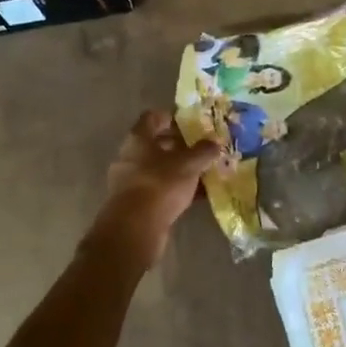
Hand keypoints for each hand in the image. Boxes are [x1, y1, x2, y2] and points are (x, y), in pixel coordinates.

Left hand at [91, 110, 221, 263]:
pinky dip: (176, 190)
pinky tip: (196, 195)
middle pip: (156, 144)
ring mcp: (130, 181)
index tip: (191, 123)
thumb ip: (203, 151)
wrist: (135, 228)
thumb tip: (215, 142)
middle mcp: (130, 157)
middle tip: (202, 149)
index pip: (153, 117)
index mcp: (138, 139)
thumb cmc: (160, 184)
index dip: (172, 117)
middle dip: (179, 146)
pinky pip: (159, 189)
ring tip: (203, 172)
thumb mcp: (188, 164)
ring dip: (179, 170)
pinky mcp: (136, 204)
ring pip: (159, 169)